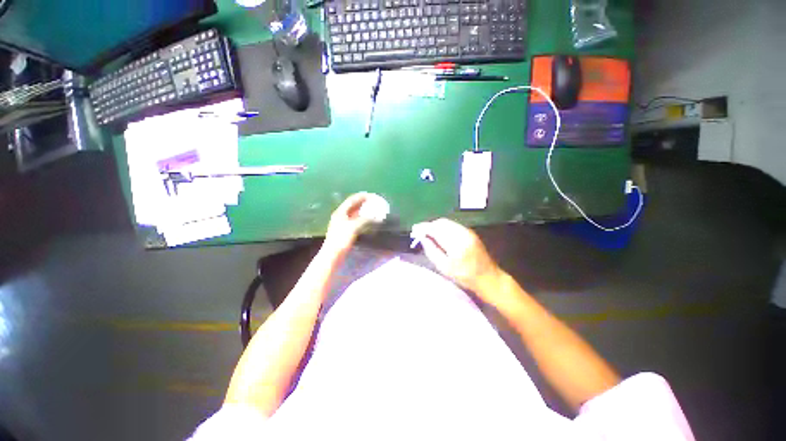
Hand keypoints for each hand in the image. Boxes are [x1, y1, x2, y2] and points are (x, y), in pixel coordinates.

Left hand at [324, 192, 386, 252]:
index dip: (362, 196)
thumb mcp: (353, 227)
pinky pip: (356, 220)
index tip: (373, 195)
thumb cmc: (341, 240)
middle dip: (364, 202)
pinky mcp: (346, 230)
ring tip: (374, 209)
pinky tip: (369, 220)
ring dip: (364, 210)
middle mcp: (341, 215)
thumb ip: (364, 219)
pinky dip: (363, 218)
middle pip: (353, 205)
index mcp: (341, 212)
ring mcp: (343, 223)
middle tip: (374, 202)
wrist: (332, 255)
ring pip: (355, 213)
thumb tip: (375, 216)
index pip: (352, 200)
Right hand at [412, 218, 501, 293]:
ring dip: (436, 226)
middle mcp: (462, 233)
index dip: (423, 228)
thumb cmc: (465, 276)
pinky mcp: (470, 232)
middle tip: (420, 232)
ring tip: (428, 233)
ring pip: (447, 222)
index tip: (414, 230)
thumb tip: (422, 238)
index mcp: (456, 244)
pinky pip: (453, 225)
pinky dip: (443, 227)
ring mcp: (467, 231)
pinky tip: (439, 234)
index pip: (436, 229)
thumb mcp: (444, 267)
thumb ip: (431, 251)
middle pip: (441, 223)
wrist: (488, 277)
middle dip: (429, 225)